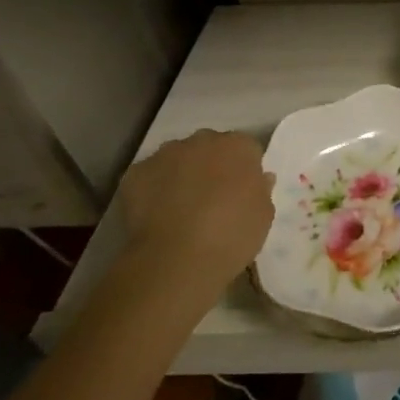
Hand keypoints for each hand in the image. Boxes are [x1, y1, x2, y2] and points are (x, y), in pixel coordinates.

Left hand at [119, 130, 274, 297]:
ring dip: (180, 174)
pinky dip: (151, 190)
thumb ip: (261, 189)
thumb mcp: (264, 214)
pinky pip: (147, 177)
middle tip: (210, 199)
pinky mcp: (135, 173)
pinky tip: (154, 215)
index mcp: (239, 146)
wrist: (176, 260)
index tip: (240, 192)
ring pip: (176, 159)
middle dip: (210, 166)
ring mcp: (166, 154)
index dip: (243, 171)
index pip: (245, 150)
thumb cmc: (232, 234)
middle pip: (209, 148)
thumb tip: (259, 179)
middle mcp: (203, 140)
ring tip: (178, 209)